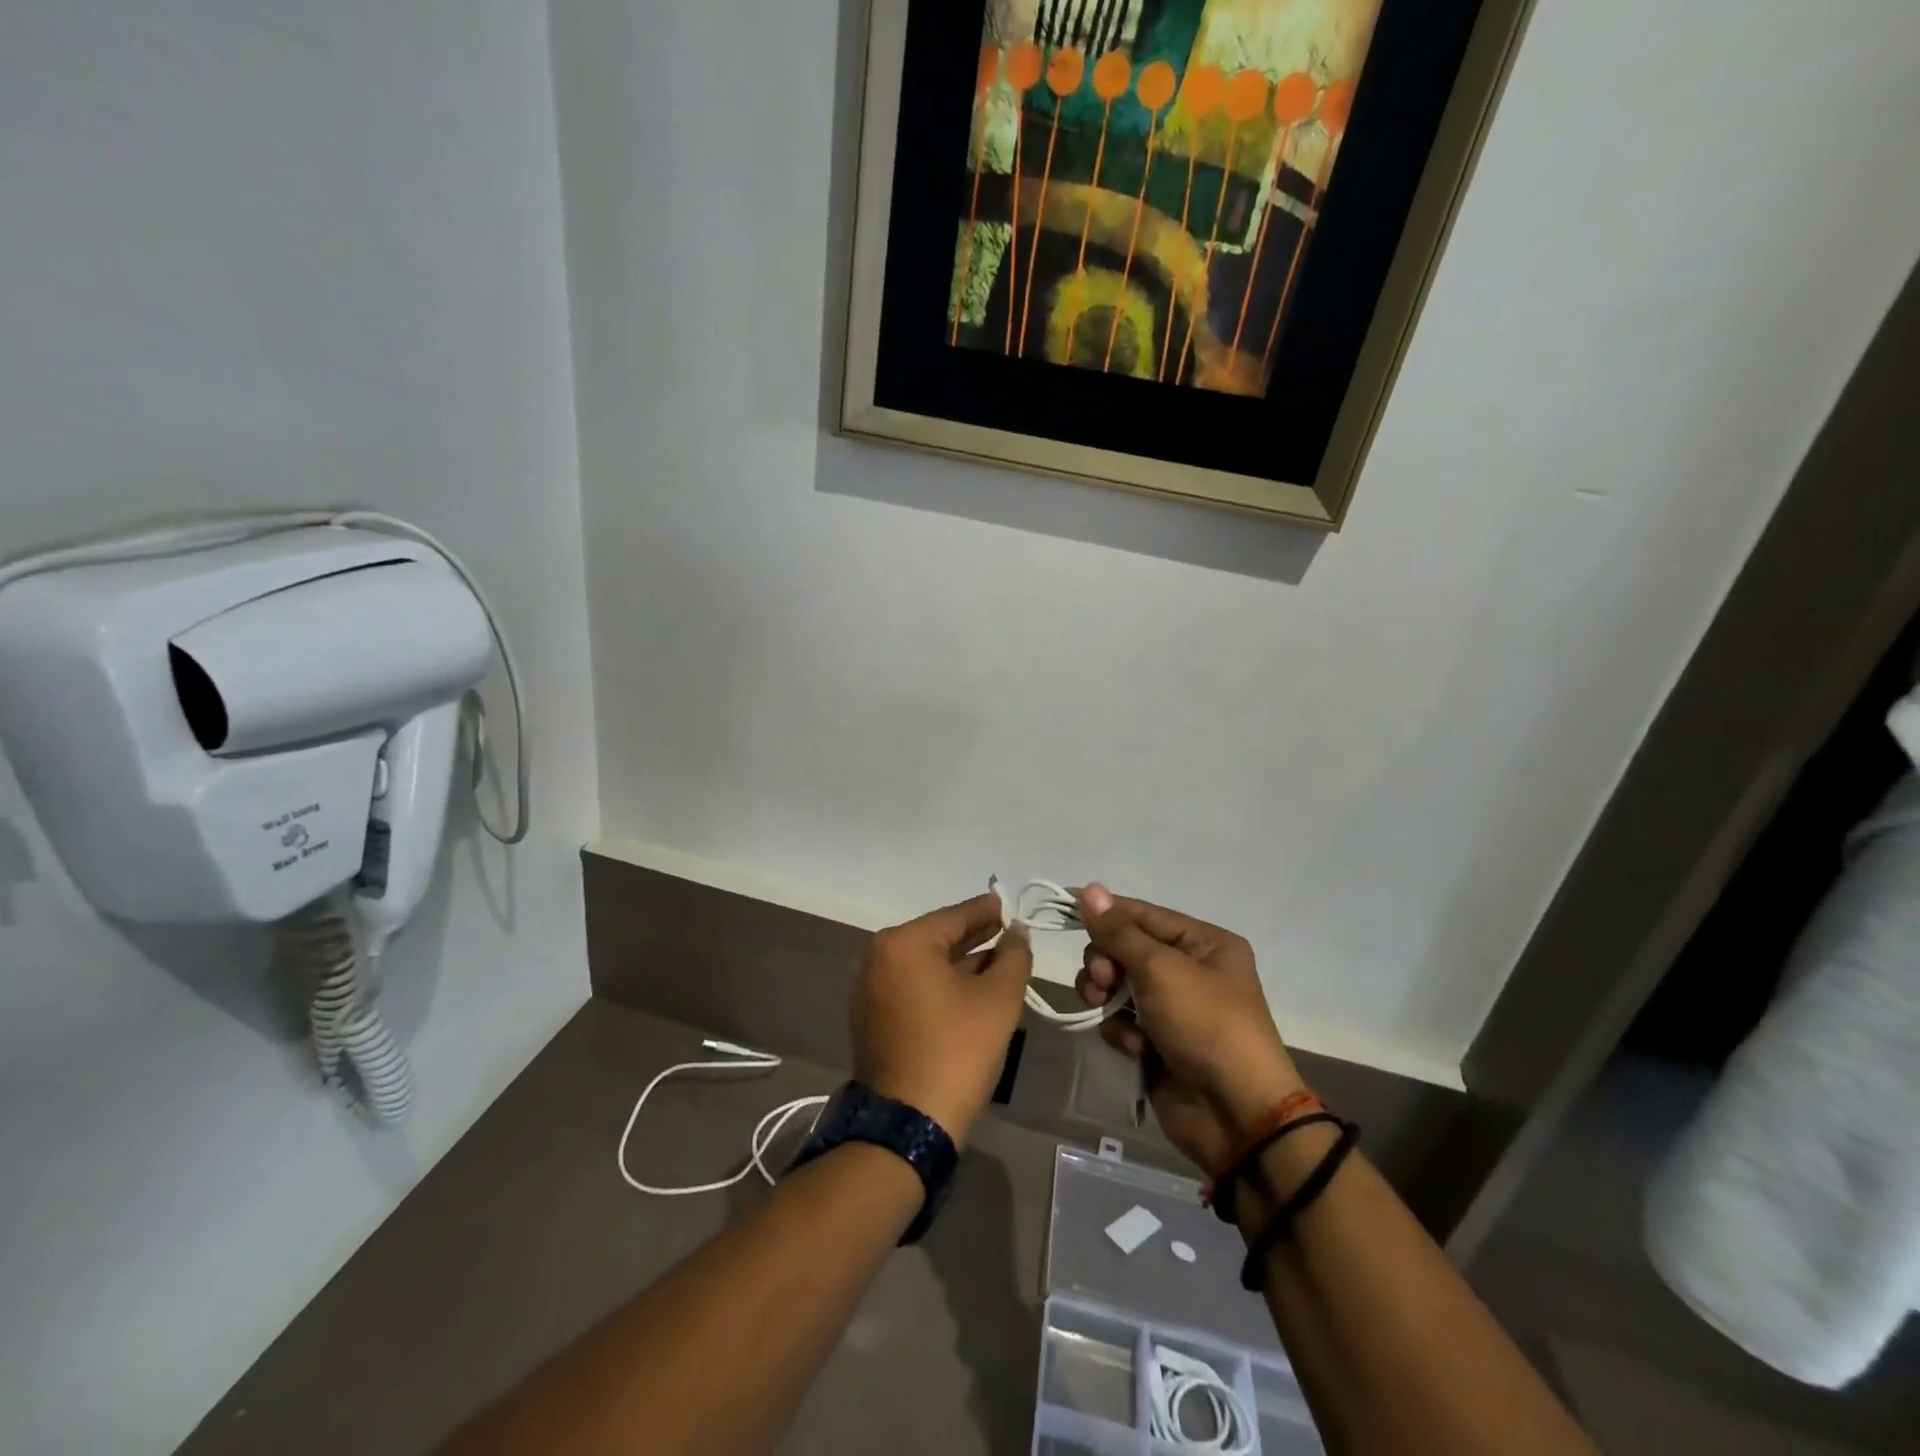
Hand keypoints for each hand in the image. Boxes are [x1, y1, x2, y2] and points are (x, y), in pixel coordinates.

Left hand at [850, 893, 1032, 1147]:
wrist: (908, 1123)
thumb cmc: (956, 1050)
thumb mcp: (998, 999)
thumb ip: (1013, 956)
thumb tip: (1016, 933)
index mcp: (903, 943)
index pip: (954, 916)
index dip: (987, 911)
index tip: (1010, 905)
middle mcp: (877, 957)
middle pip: (936, 938)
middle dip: (974, 937)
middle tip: (1007, 932)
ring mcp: (868, 988)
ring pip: (924, 964)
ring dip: (958, 962)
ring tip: (996, 960)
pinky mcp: (870, 1016)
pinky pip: (911, 986)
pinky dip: (938, 983)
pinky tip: (967, 989)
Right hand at [1074, 884, 1304, 1173]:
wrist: (1236, 1115)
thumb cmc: (1206, 1024)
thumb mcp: (1161, 969)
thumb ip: (1119, 931)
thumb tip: (1090, 887)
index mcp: (1204, 943)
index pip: (1143, 914)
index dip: (1105, 911)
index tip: (1065, 906)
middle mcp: (1190, 970)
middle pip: (1125, 949)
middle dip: (1105, 962)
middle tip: (1102, 979)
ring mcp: (1173, 1008)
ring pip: (1117, 985)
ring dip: (1106, 995)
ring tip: (1105, 1009)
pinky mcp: (1158, 1042)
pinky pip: (1122, 1021)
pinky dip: (1121, 1031)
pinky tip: (1135, 1047)